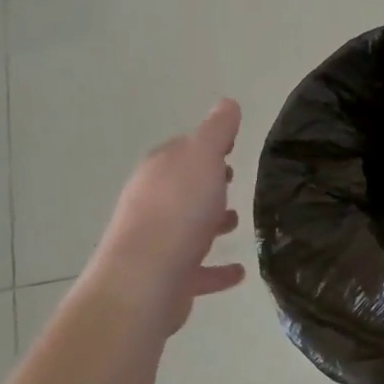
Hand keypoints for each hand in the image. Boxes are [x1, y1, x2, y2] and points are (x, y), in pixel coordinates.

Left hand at [86, 99, 247, 334]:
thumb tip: (227, 103)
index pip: (183, 149)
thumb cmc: (178, 211)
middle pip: (183, 187)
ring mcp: (158, 242)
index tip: (232, 146)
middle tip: (234, 180)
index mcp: (159, 171)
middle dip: (207, 183)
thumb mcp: (202, 158)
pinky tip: (238, 272)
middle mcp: (152, 203)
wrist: (145, 281)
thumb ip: (216, 131)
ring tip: (238, 222)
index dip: (207, 146)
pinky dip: (217, 269)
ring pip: (188, 227)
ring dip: (210, 223)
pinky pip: (198, 270)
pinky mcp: (169, 278)